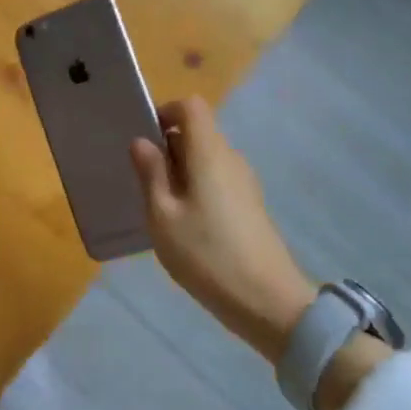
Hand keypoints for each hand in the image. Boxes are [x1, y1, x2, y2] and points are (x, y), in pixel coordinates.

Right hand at [129, 96, 317, 364]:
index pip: (191, 106)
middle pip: (198, 132)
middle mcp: (231, 158)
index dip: (166, 112)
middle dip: (168, 148)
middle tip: (145, 182)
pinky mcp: (250, 205)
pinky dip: (197, 188)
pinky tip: (186, 226)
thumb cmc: (207, 255)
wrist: (269, 303)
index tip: (145, 139)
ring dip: (180, 172)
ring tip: (162, 208)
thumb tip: (142, 141)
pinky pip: (217, 179)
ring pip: (206, 158)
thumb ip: (151, 173)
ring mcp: (244, 182)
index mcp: (209, 153)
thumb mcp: (163, 216)